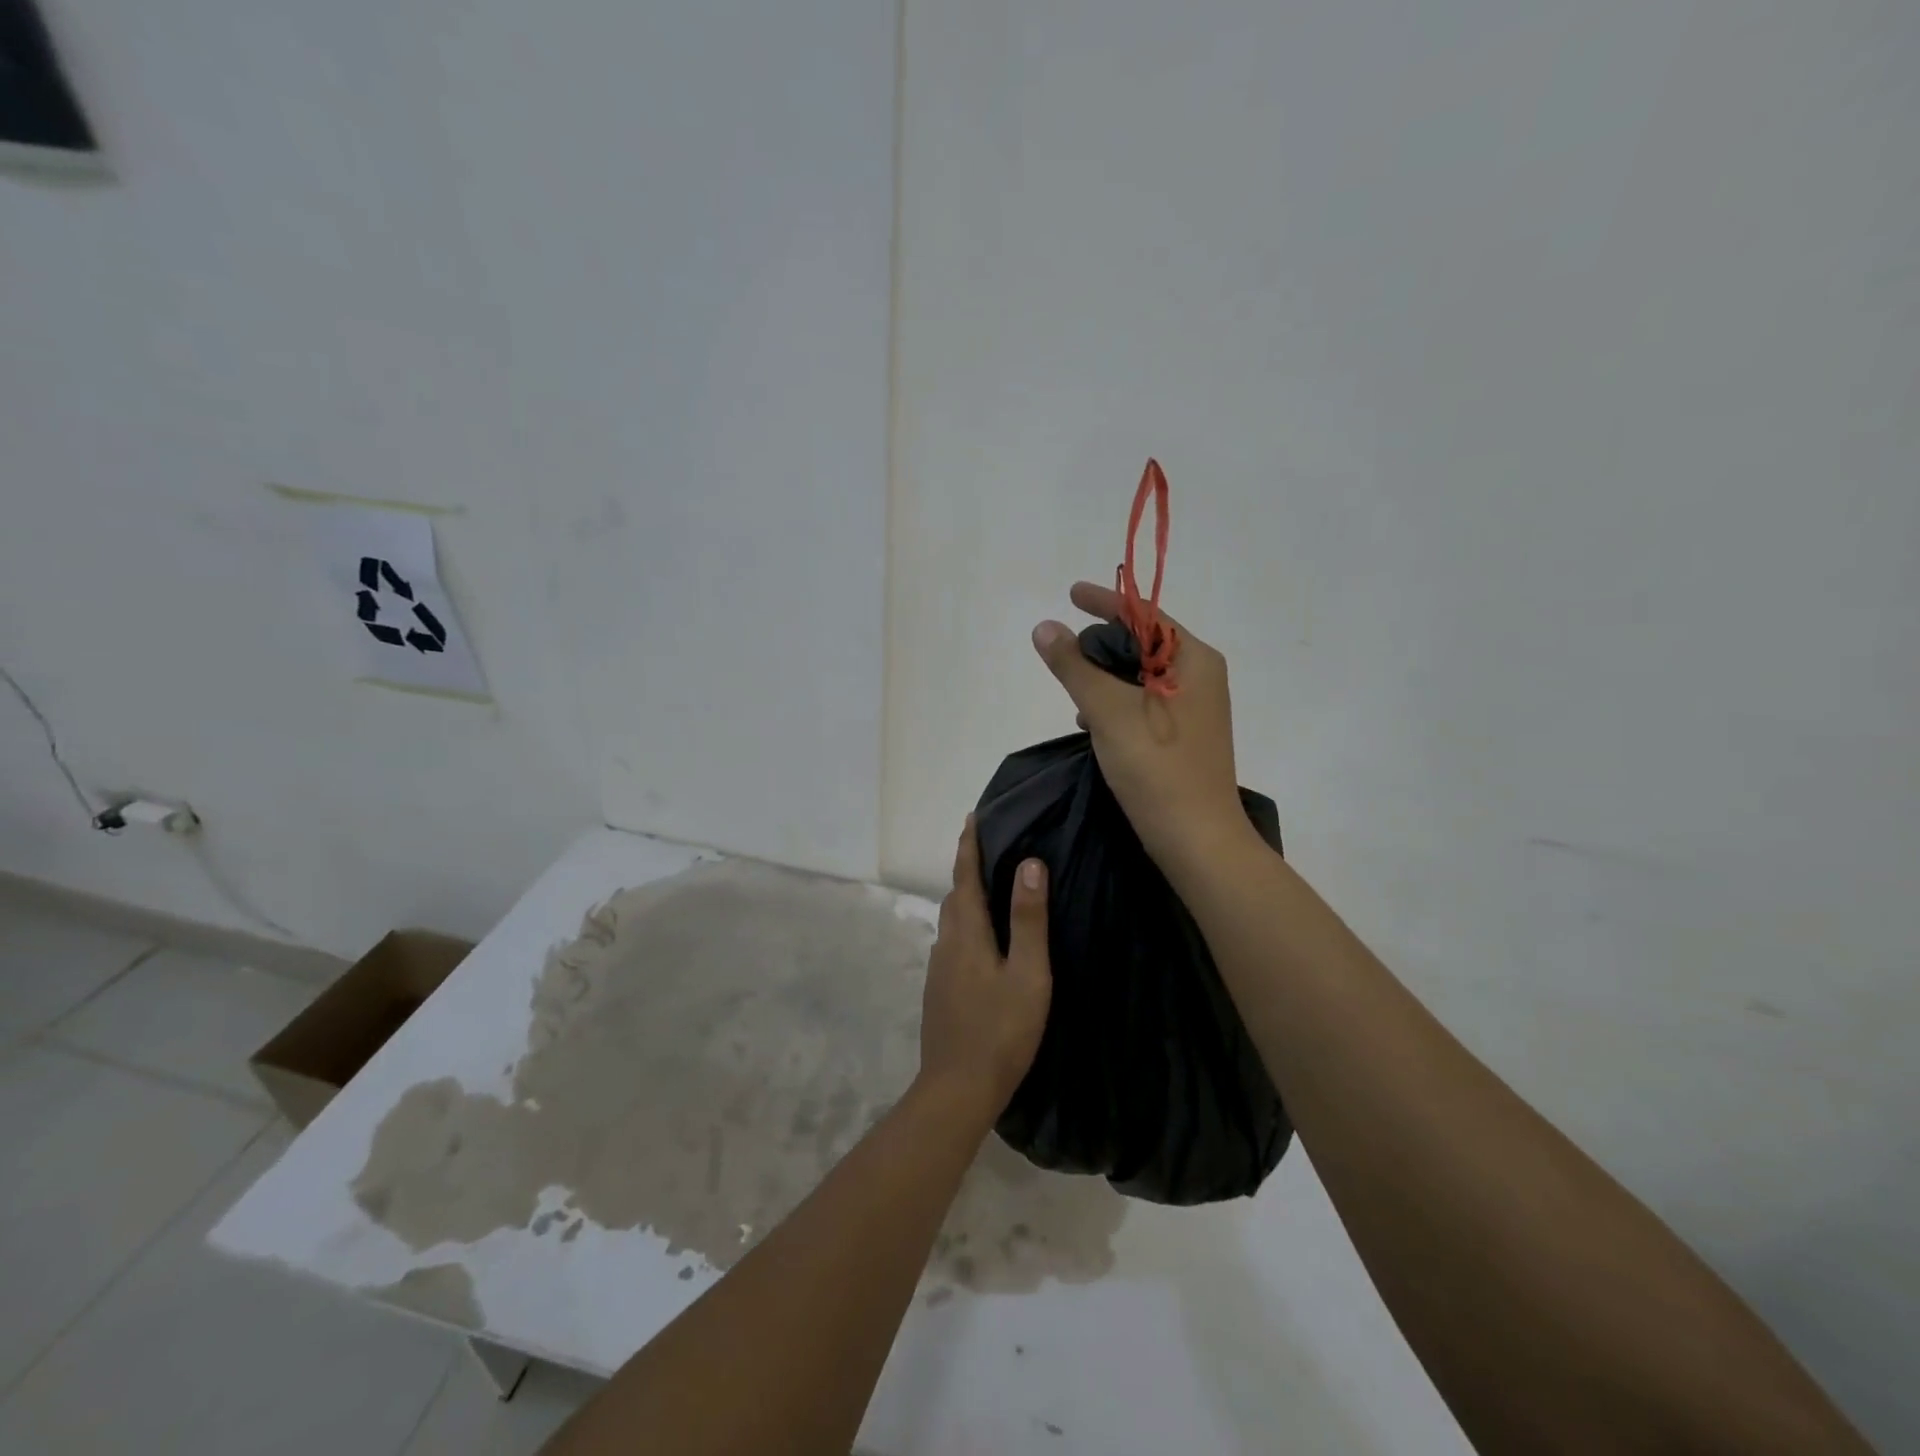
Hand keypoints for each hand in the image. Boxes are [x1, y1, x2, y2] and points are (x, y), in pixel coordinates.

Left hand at [917, 817, 1051, 1122]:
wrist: (957, 1089)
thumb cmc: (1001, 1031)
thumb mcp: (1028, 975)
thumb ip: (1028, 920)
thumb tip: (1029, 863)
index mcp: (967, 933)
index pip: (965, 876)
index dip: (969, 845)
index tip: (972, 816)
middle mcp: (946, 943)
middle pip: (955, 895)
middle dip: (967, 866)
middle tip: (988, 845)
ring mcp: (938, 969)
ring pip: (952, 920)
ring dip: (966, 895)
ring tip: (989, 886)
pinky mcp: (939, 989)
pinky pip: (952, 941)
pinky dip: (966, 923)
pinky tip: (982, 938)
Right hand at [1032, 581, 1254, 872]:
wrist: (1196, 840)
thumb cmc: (1157, 767)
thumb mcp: (1107, 710)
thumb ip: (1073, 666)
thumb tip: (1045, 627)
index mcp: (1194, 660)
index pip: (1144, 614)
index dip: (1105, 601)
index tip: (1070, 593)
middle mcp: (1200, 677)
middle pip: (1142, 644)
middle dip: (1100, 646)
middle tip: (1064, 655)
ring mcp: (1194, 709)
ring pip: (1140, 678)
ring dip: (1105, 680)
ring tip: (1074, 696)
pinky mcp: (1183, 737)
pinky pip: (1144, 705)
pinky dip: (1116, 705)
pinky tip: (1090, 724)